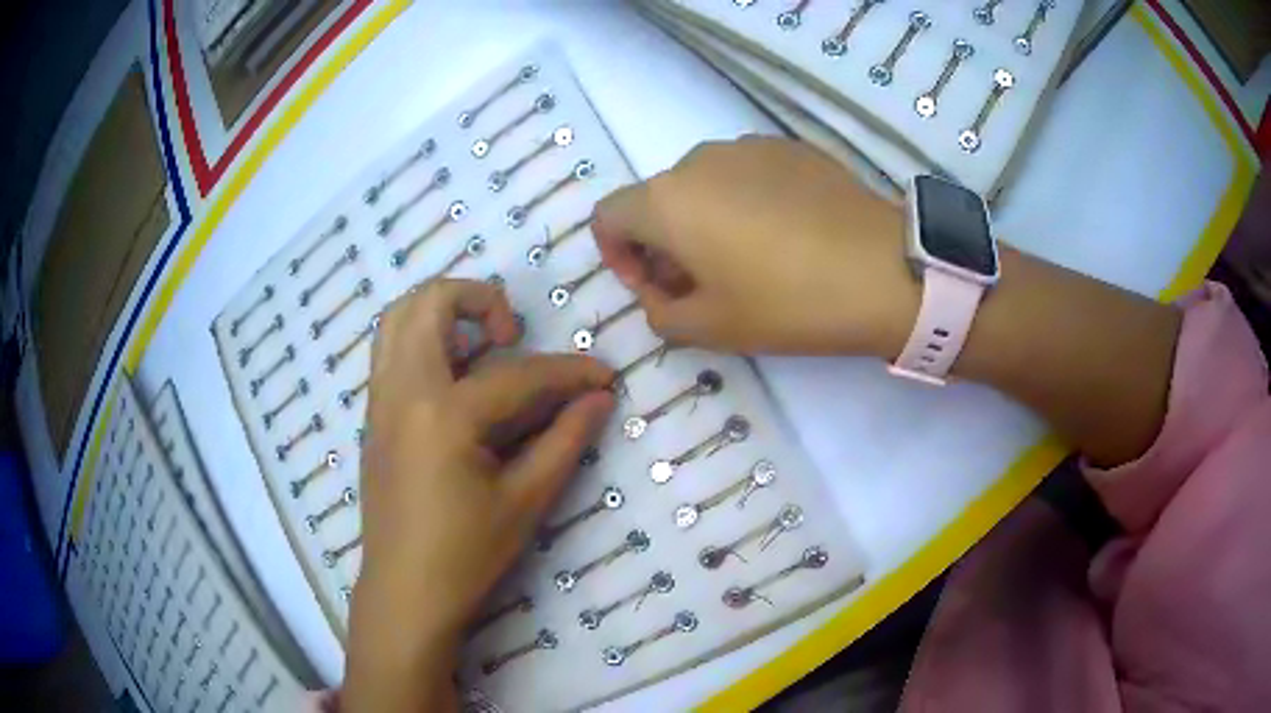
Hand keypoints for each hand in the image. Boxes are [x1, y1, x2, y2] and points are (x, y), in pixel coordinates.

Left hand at [344, 279, 614, 711]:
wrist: (405, 593)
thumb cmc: (466, 555)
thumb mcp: (525, 501)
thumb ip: (564, 441)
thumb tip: (599, 399)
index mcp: (444, 414)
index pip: (518, 375)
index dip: (570, 373)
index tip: (604, 376)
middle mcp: (403, 391)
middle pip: (429, 303)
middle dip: (478, 298)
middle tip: (512, 333)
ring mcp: (380, 401)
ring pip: (397, 318)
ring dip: (441, 312)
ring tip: (480, 346)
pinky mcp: (373, 417)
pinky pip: (389, 351)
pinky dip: (420, 340)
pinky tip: (454, 381)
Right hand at [593, 136, 916, 355]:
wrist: (884, 270)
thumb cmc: (789, 302)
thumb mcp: (712, 329)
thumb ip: (660, 315)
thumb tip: (658, 295)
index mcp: (667, 200)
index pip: (608, 216)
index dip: (616, 255)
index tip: (653, 287)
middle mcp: (698, 160)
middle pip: (658, 200)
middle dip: (665, 244)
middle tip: (703, 286)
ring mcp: (748, 147)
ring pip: (703, 185)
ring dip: (705, 221)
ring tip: (750, 259)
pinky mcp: (790, 147)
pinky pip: (746, 174)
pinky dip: (745, 202)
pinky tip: (787, 235)